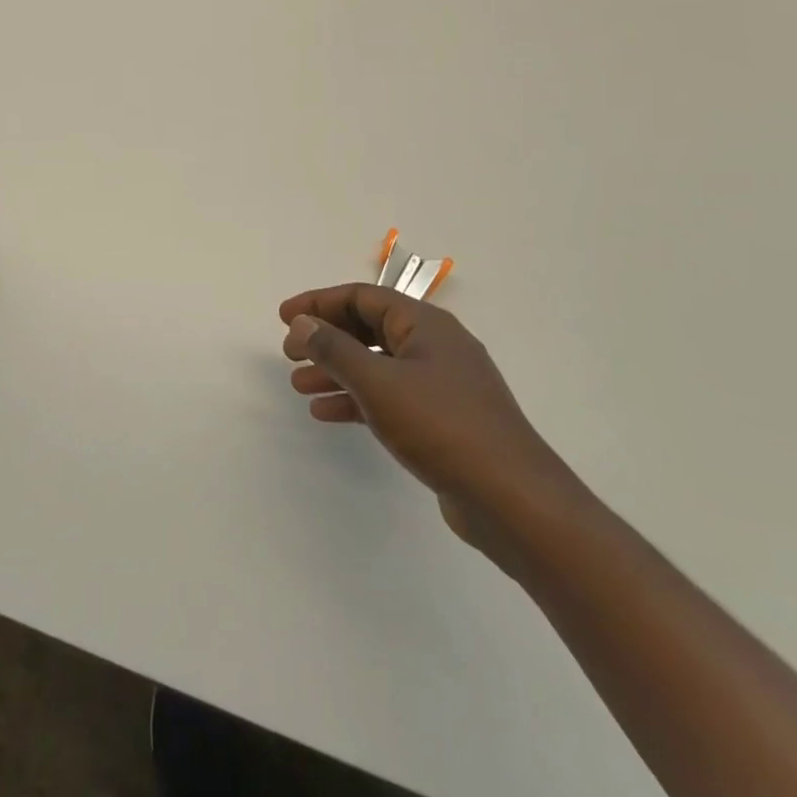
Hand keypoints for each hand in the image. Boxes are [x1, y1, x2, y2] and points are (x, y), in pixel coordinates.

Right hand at [280, 283, 581, 561]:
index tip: (283, 317)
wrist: (512, 499)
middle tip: (289, 354)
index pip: (362, 297)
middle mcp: (435, 346)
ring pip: (377, 365)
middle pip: (369, 329)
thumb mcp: (378, 383)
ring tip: (299, 387)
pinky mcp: (443, 419)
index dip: (319, 303)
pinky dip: (358, 399)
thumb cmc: (441, 426)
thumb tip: (301, 323)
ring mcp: (442, 384)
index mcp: (425, 324)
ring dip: (337, 371)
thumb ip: (334, 350)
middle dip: (326, 338)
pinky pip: (390, 396)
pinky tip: (327, 414)